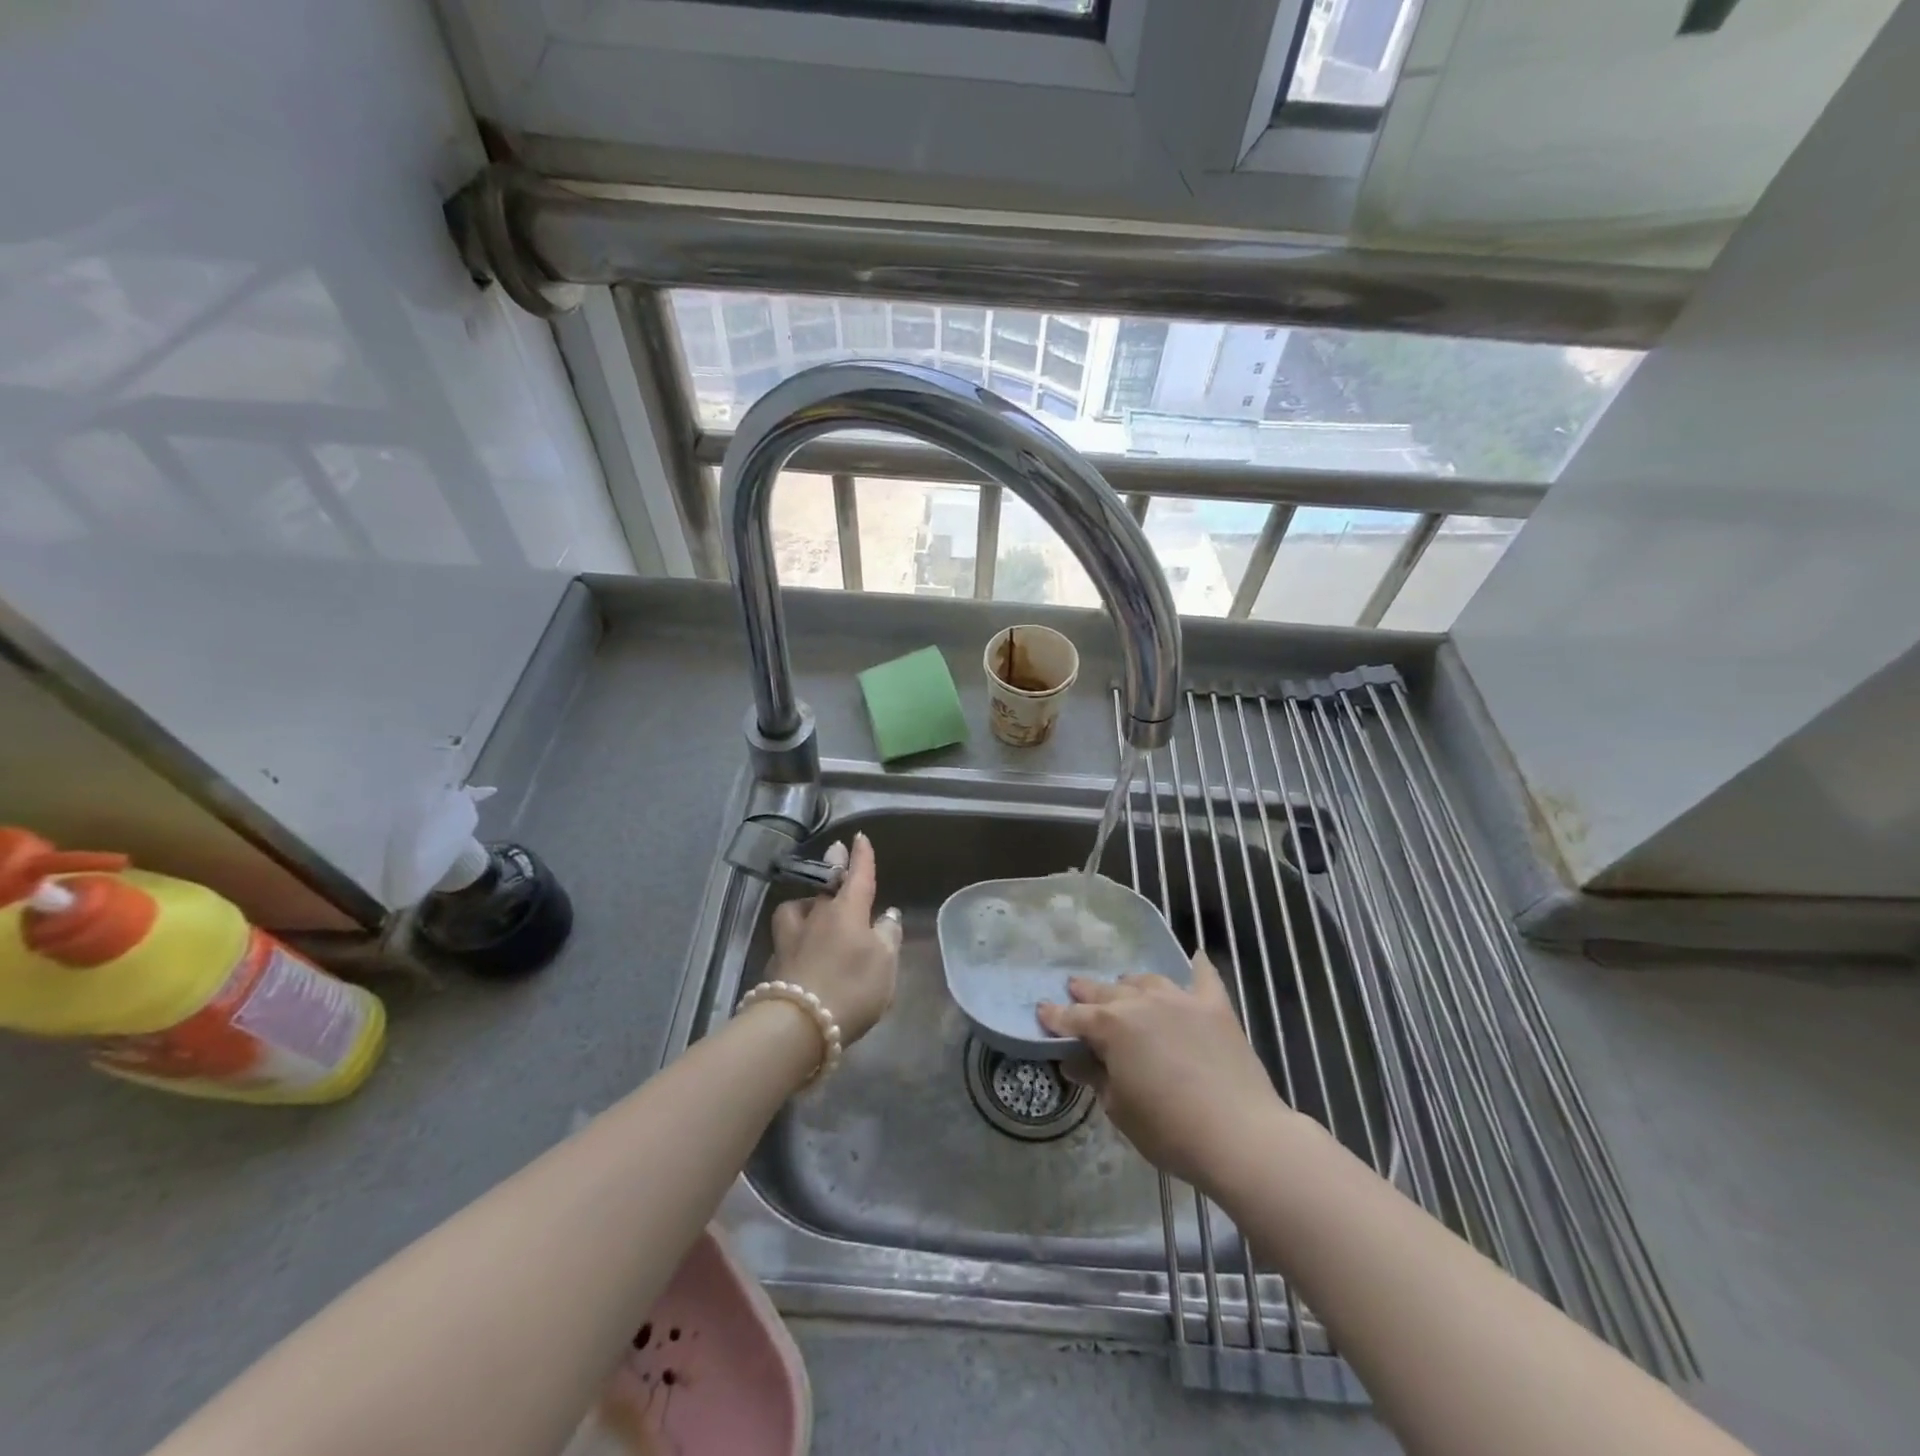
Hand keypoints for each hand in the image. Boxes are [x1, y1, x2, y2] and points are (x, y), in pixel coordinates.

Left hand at [768, 831, 901, 1044]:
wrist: (797, 1025)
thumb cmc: (851, 988)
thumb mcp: (885, 965)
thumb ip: (887, 937)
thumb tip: (886, 916)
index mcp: (847, 911)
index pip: (858, 876)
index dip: (861, 857)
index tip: (859, 837)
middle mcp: (817, 917)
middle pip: (825, 885)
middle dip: (832, 866)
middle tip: (834, 853)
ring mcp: (791, 938)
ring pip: (795, 908)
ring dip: (804, 903)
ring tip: (810, 908)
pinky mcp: (775, 963)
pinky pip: (786, 937)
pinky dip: (795, 936)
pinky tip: (799, 946)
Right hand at [1037, 950, 1287, 1191]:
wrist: (1239, 1134)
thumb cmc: (1168, 1128)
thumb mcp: (1118, 1108)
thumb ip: (1095, 1077)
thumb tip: (1074, 1060)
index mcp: (1111, 1026)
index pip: (1074, 1018)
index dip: (1055, 1016)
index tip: (1041, 1010)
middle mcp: (1141, 1002)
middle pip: (1107, 992)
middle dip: (1087, 991)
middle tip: (1074, 988)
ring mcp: (1180, 1000)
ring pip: (1147, 981)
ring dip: (1131, 984)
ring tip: (1124, 986)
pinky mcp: (1215, 1007)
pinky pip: (1204, 978)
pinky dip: (1197, 968)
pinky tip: (1196, 958)